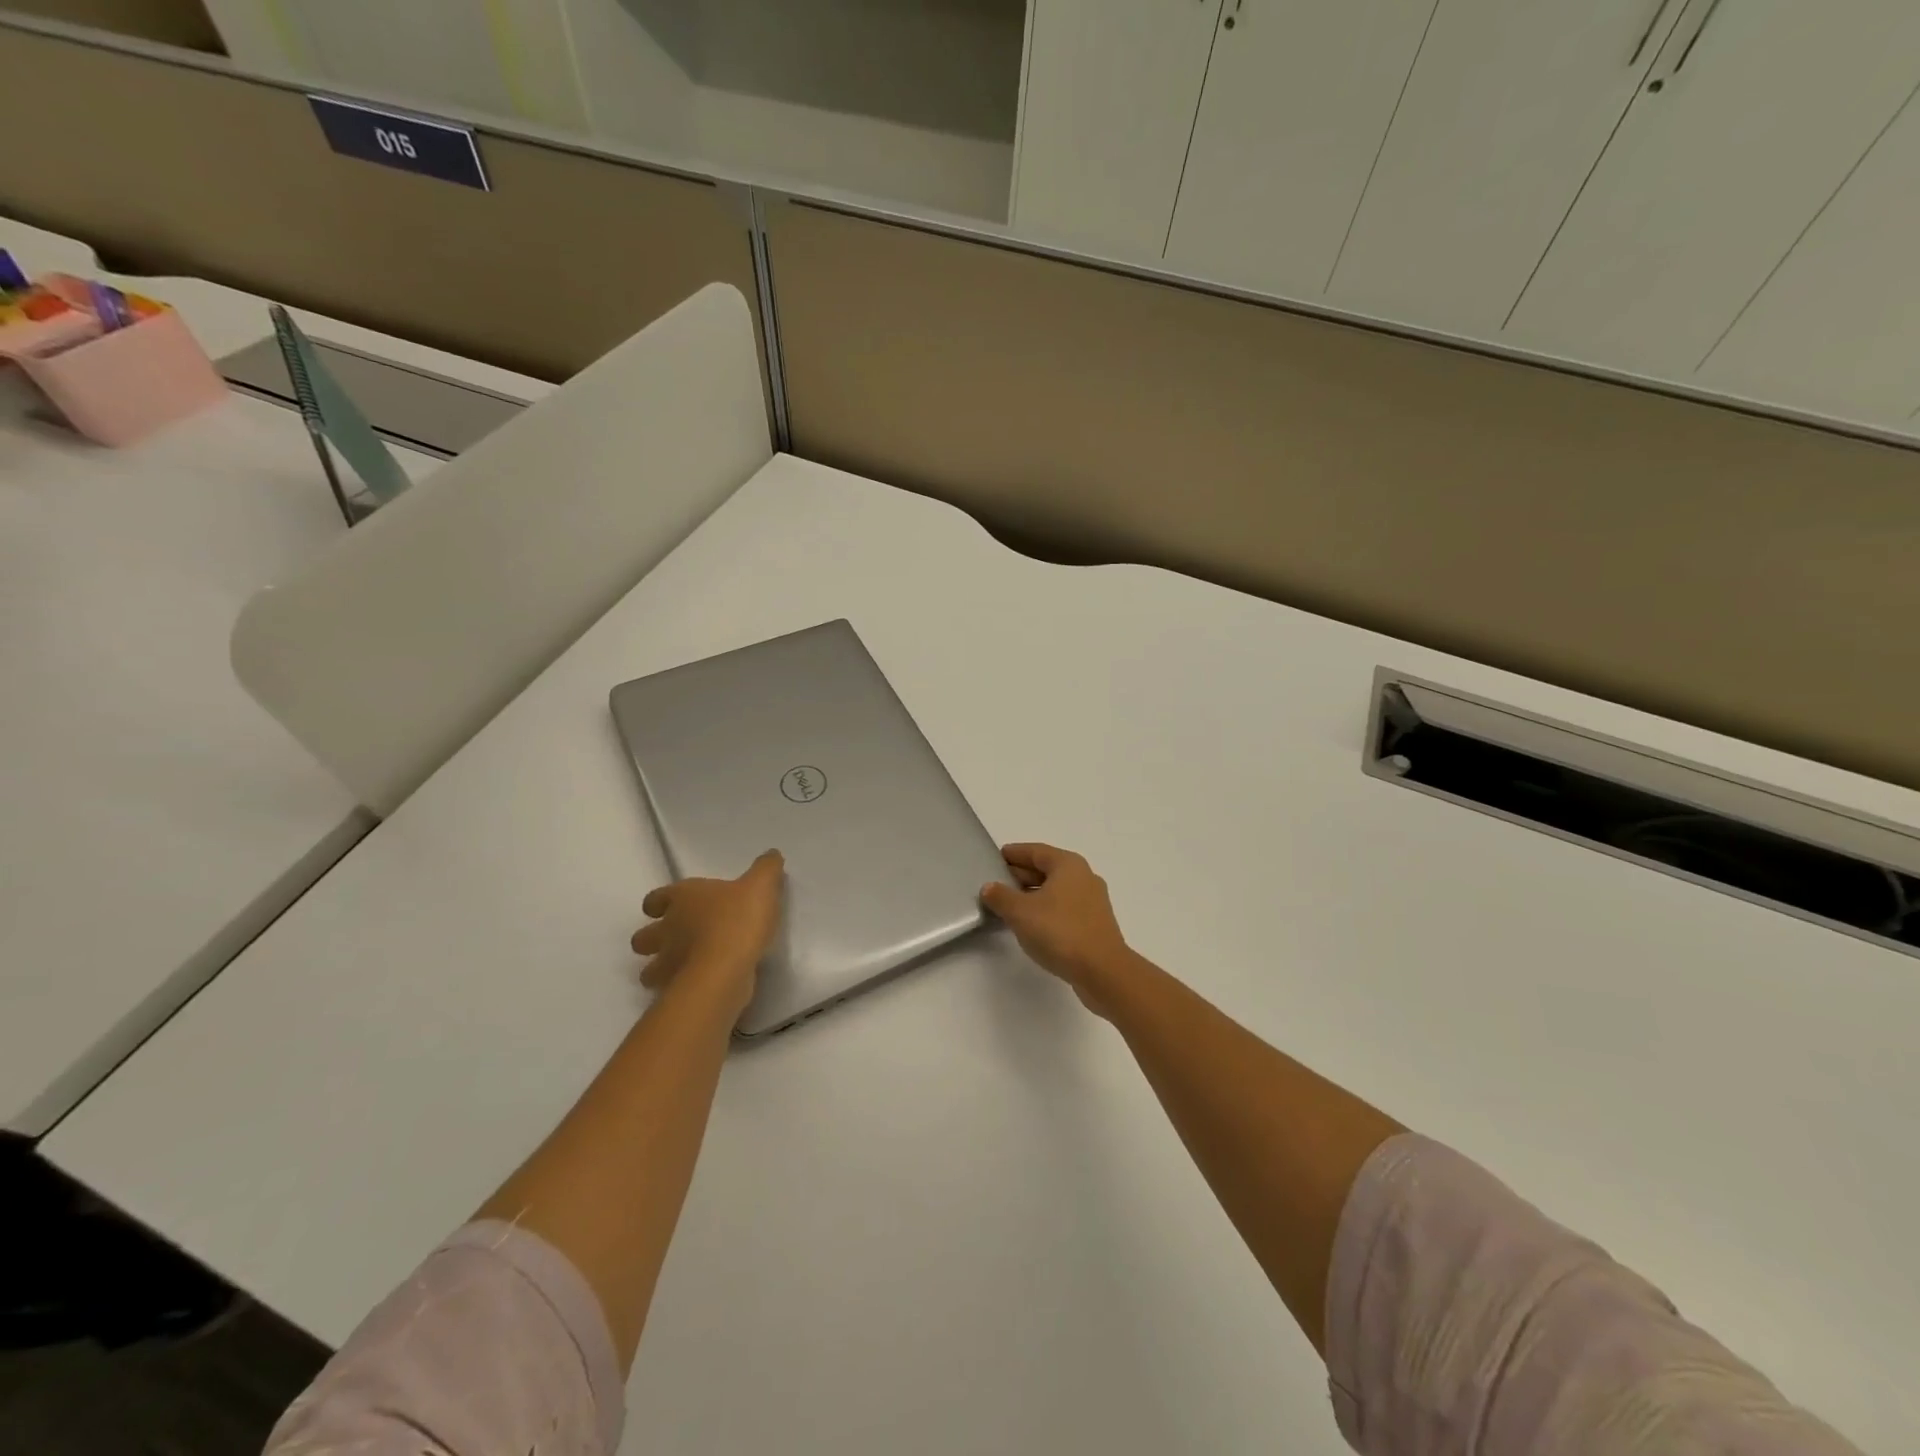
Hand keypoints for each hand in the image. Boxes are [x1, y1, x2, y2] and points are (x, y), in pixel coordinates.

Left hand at [631, 850, 783, 1019]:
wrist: (726, 969)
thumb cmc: (738, 919)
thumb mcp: (761, 885)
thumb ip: (766, 869)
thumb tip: (772, 854)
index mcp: (681, 899)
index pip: (655, 899)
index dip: (658, 903)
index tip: (668, 907)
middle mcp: (667, 930)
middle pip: (642, 938)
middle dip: (652, 940)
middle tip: (675, 941)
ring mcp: (667, 964)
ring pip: (648, 970)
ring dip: (660, 970)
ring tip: (682, 969)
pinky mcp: (677, 991)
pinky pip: (669, 990)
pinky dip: (678, 989)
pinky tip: (698, 987)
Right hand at [981, 843, 1134, 1014]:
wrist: (1102, 971)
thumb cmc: (1060, 932)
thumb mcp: (1020, 912)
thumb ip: (1001, 896)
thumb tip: (989, 887)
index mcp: (1068, 865)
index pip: (1036, 851)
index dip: (1015, 853)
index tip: (996, 857)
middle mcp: (1084, 877)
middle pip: (1047, 869)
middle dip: (1021, 874)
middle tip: (997, 883)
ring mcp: (1092, 902)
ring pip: (1056, 890)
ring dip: (1033, 894)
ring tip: (1009, 905)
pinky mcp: (1094, 924)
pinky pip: (1064, 908)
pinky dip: (1046, 910)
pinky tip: (1031, 925)